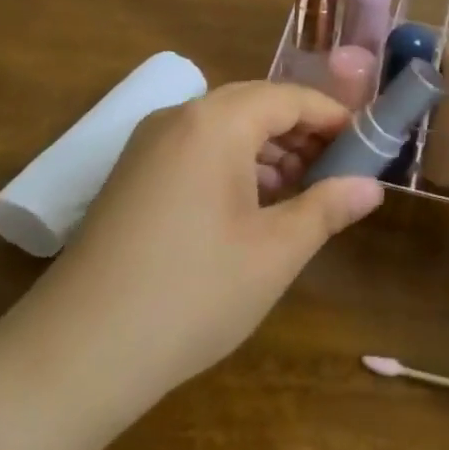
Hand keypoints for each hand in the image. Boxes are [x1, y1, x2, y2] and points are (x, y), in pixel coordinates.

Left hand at [18, 81, 383, 409]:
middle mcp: (178, 117)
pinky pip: (195, 149)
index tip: (366, 143)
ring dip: (266, 150)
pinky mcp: (131, 175)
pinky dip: (231, 165)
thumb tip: (372, 187)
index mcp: (216, 122)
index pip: (288, 98)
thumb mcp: (274, 252)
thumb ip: (327, 209)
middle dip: (300, 133)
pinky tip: (249, 207)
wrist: (76, 352)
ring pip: (223, 128)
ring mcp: (147, 145)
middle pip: (254, 106)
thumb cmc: (192, 293)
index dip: (332, 117)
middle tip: (336, 171)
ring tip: (298, 192)